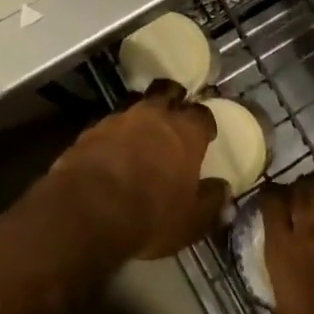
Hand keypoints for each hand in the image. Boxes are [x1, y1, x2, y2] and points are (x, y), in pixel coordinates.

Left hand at [50, 82, 226, 260]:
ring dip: (141, 119)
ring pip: (136, 107)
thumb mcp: (190, 220)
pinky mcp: (91, 130)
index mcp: (185, 132)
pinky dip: (115, 136)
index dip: (205, 124)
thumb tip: (225, 191)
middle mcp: (153, 116)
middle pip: (167, 92)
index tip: (206, 135)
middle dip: (173, 99)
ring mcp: (119, 119)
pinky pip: (109, 126)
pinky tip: (113, 153)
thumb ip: (211, 203)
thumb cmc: (150, 214)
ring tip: (141, 137)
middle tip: (174, 115)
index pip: (202, 115)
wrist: (87, 209)